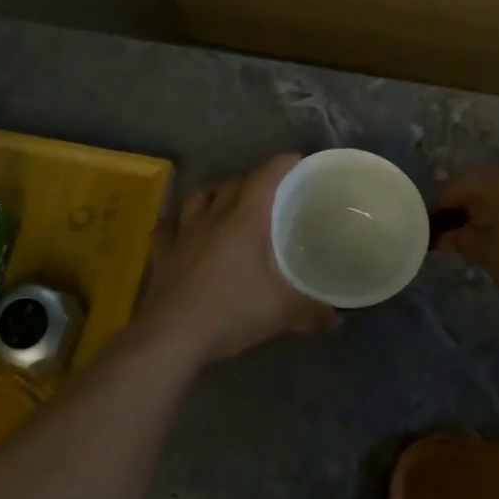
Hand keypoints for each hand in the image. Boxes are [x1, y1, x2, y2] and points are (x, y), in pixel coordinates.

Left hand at [138, 154, 338, 363]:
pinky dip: (177, 221)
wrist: (172, 336)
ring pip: (198, 197)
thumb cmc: (231, 312)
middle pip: (233, 183)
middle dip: (253, 180)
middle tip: (270, 191)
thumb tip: (337, 317)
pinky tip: (180, 227)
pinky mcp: (161, 252)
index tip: (297, 162)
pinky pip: (167, 226)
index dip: (282, 164)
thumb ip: (312, 311)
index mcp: (244, 219)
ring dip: (215, 194)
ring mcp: (182, 232)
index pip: (265, 177)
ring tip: (227, 203)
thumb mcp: (281, 312)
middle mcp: (212, 216)